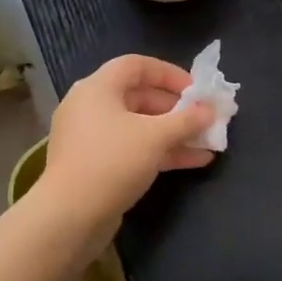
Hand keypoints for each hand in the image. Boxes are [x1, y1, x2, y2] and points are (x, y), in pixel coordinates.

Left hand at [40, 55, 215, 227]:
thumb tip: (211, 110)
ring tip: (208, 142)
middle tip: (205, 118)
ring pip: (138, 126)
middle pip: (139, 96)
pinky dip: (159, 152)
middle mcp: (90, 107)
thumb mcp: (156, 136)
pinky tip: (194, 161)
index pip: (136, 65)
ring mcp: (91, 138)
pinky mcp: (95, 165)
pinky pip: (132, 149)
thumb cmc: (113, 161)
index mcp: (98, 88)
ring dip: (173, 133)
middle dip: (176, 109)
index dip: (169, 73)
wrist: (70, 215)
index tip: (196, 89)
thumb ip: (187, 120)